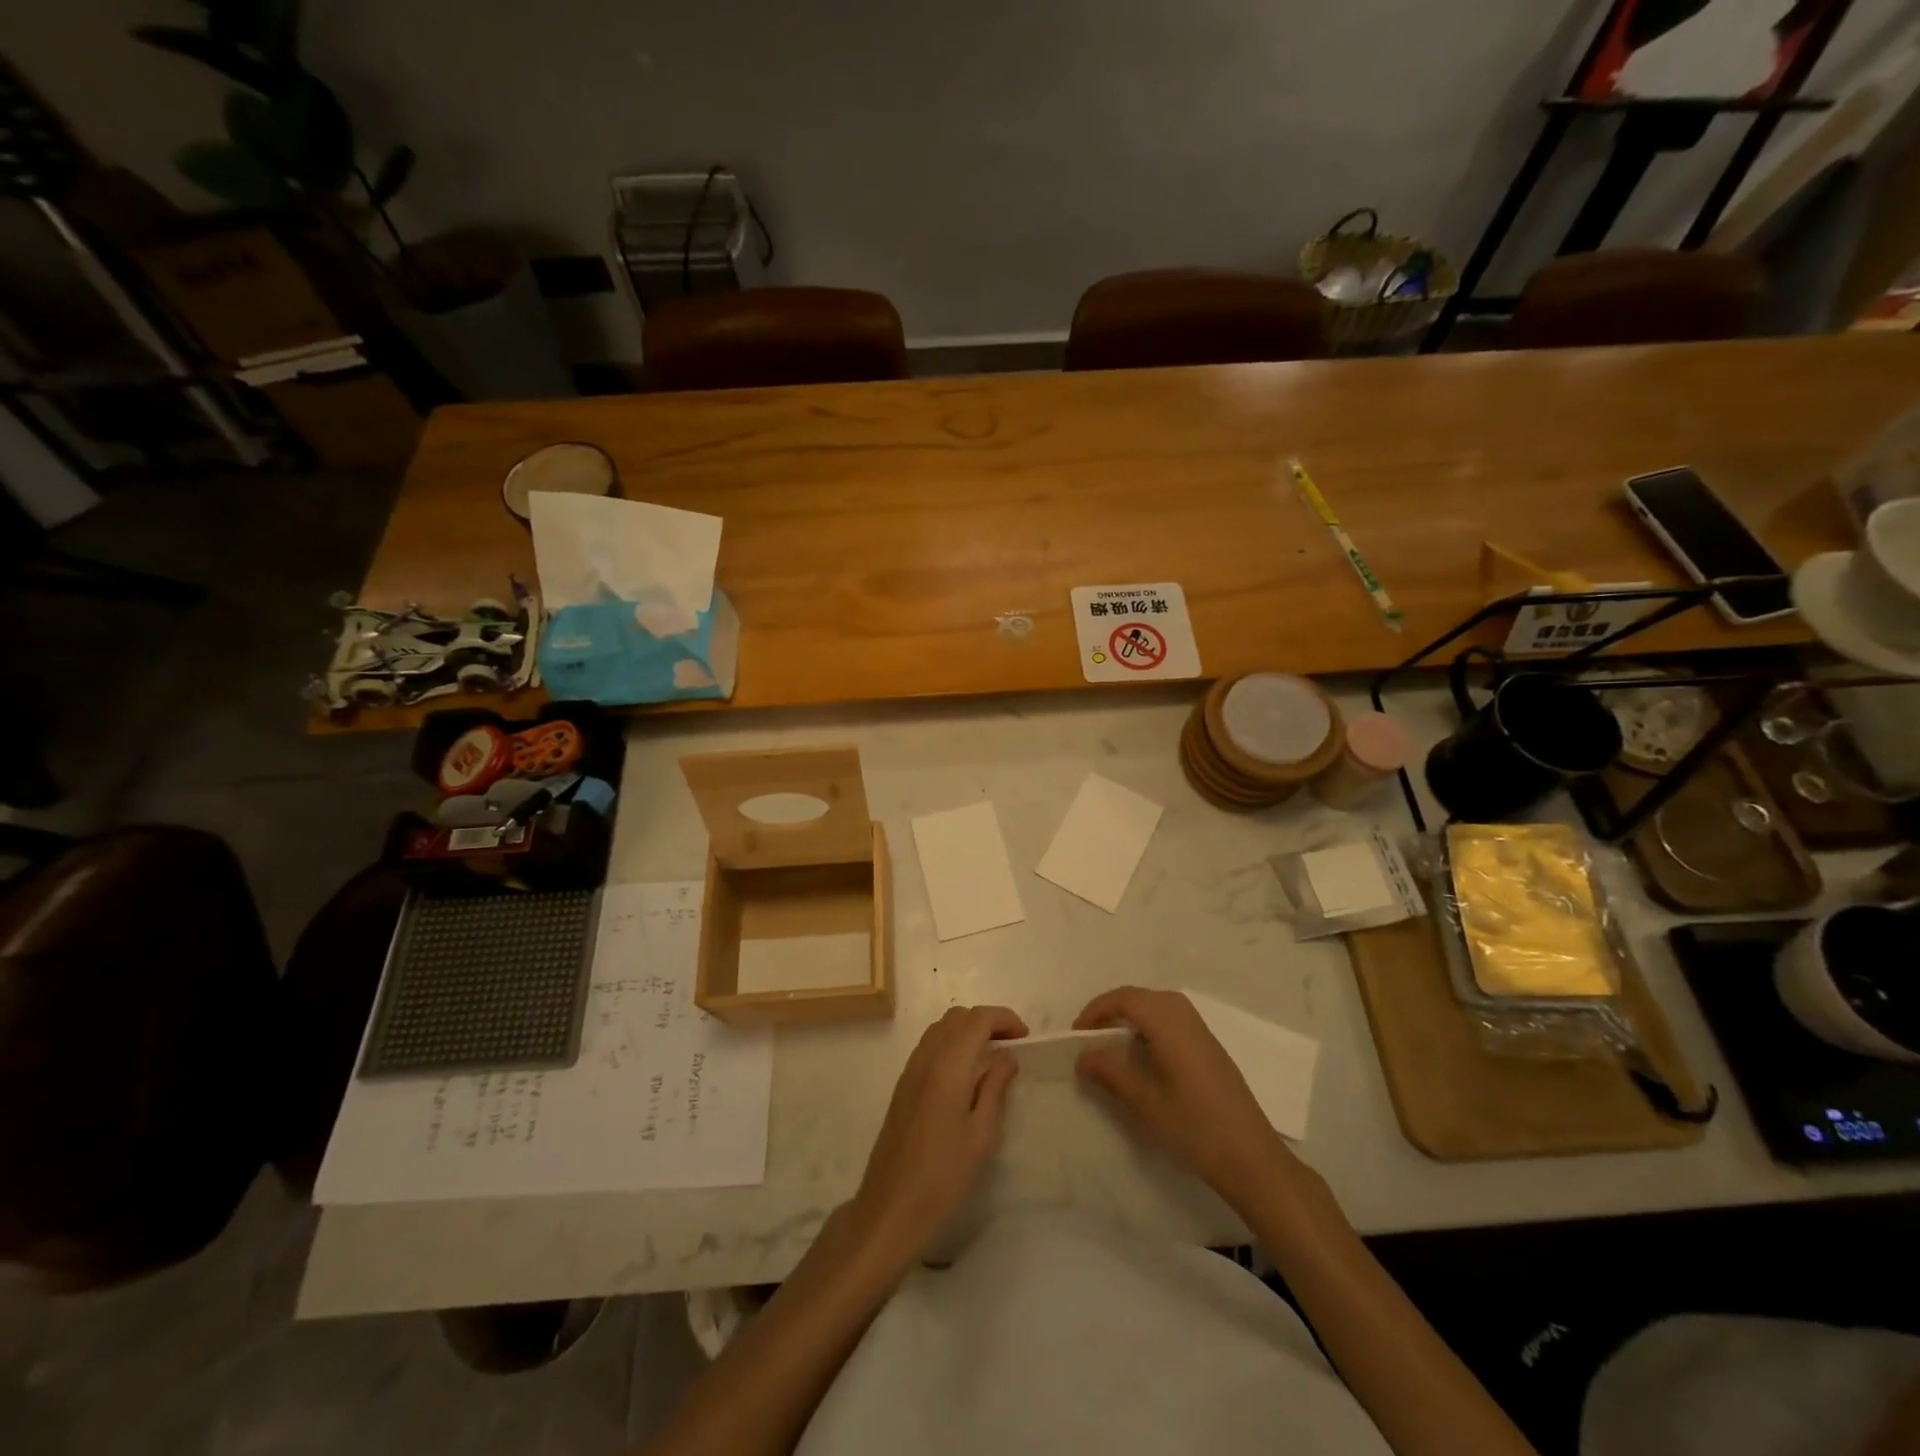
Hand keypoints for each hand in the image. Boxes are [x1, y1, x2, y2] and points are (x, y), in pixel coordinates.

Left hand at [848, 1005, 1027, 1263]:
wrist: (891, 1208)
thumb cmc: (944, 1176)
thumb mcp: (982, 1135)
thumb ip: (996, 1088)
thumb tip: (1007, 1056)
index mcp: (948, 1066)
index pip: (977, 1019)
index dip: (1004, 1018)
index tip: (1025, 1037)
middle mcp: (925, 1058)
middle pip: (957, 1017)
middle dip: (987, 1021)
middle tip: (1011, 1045)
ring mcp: (910, 1070)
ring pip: (941, 1029)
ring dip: (967, 1031)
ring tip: (991, 1057)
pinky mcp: (902, 1086)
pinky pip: (929, 1046)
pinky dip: (951, 1044)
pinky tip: (965, 1073)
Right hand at [1074, 986, 1298, 1208]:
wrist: (1251, 1157)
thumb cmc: (1193, 1127)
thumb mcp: (1144, 1102)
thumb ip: (1110, 1073)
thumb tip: (1082, 1056)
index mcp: (1168, 1023)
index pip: (1124, 998)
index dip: (1096, 1010)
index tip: (1077, 1035)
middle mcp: (1186, 1016)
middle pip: (1141, 997)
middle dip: (1112, 1010)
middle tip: (1091, 1038)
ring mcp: (1201, 1031)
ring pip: (1158, 1006)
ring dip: (1132, 1018)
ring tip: (1113, 1047)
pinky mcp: (1210, 1047)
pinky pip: (1172, 1021)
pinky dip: (1150, 1028)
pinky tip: (1145, 1058)